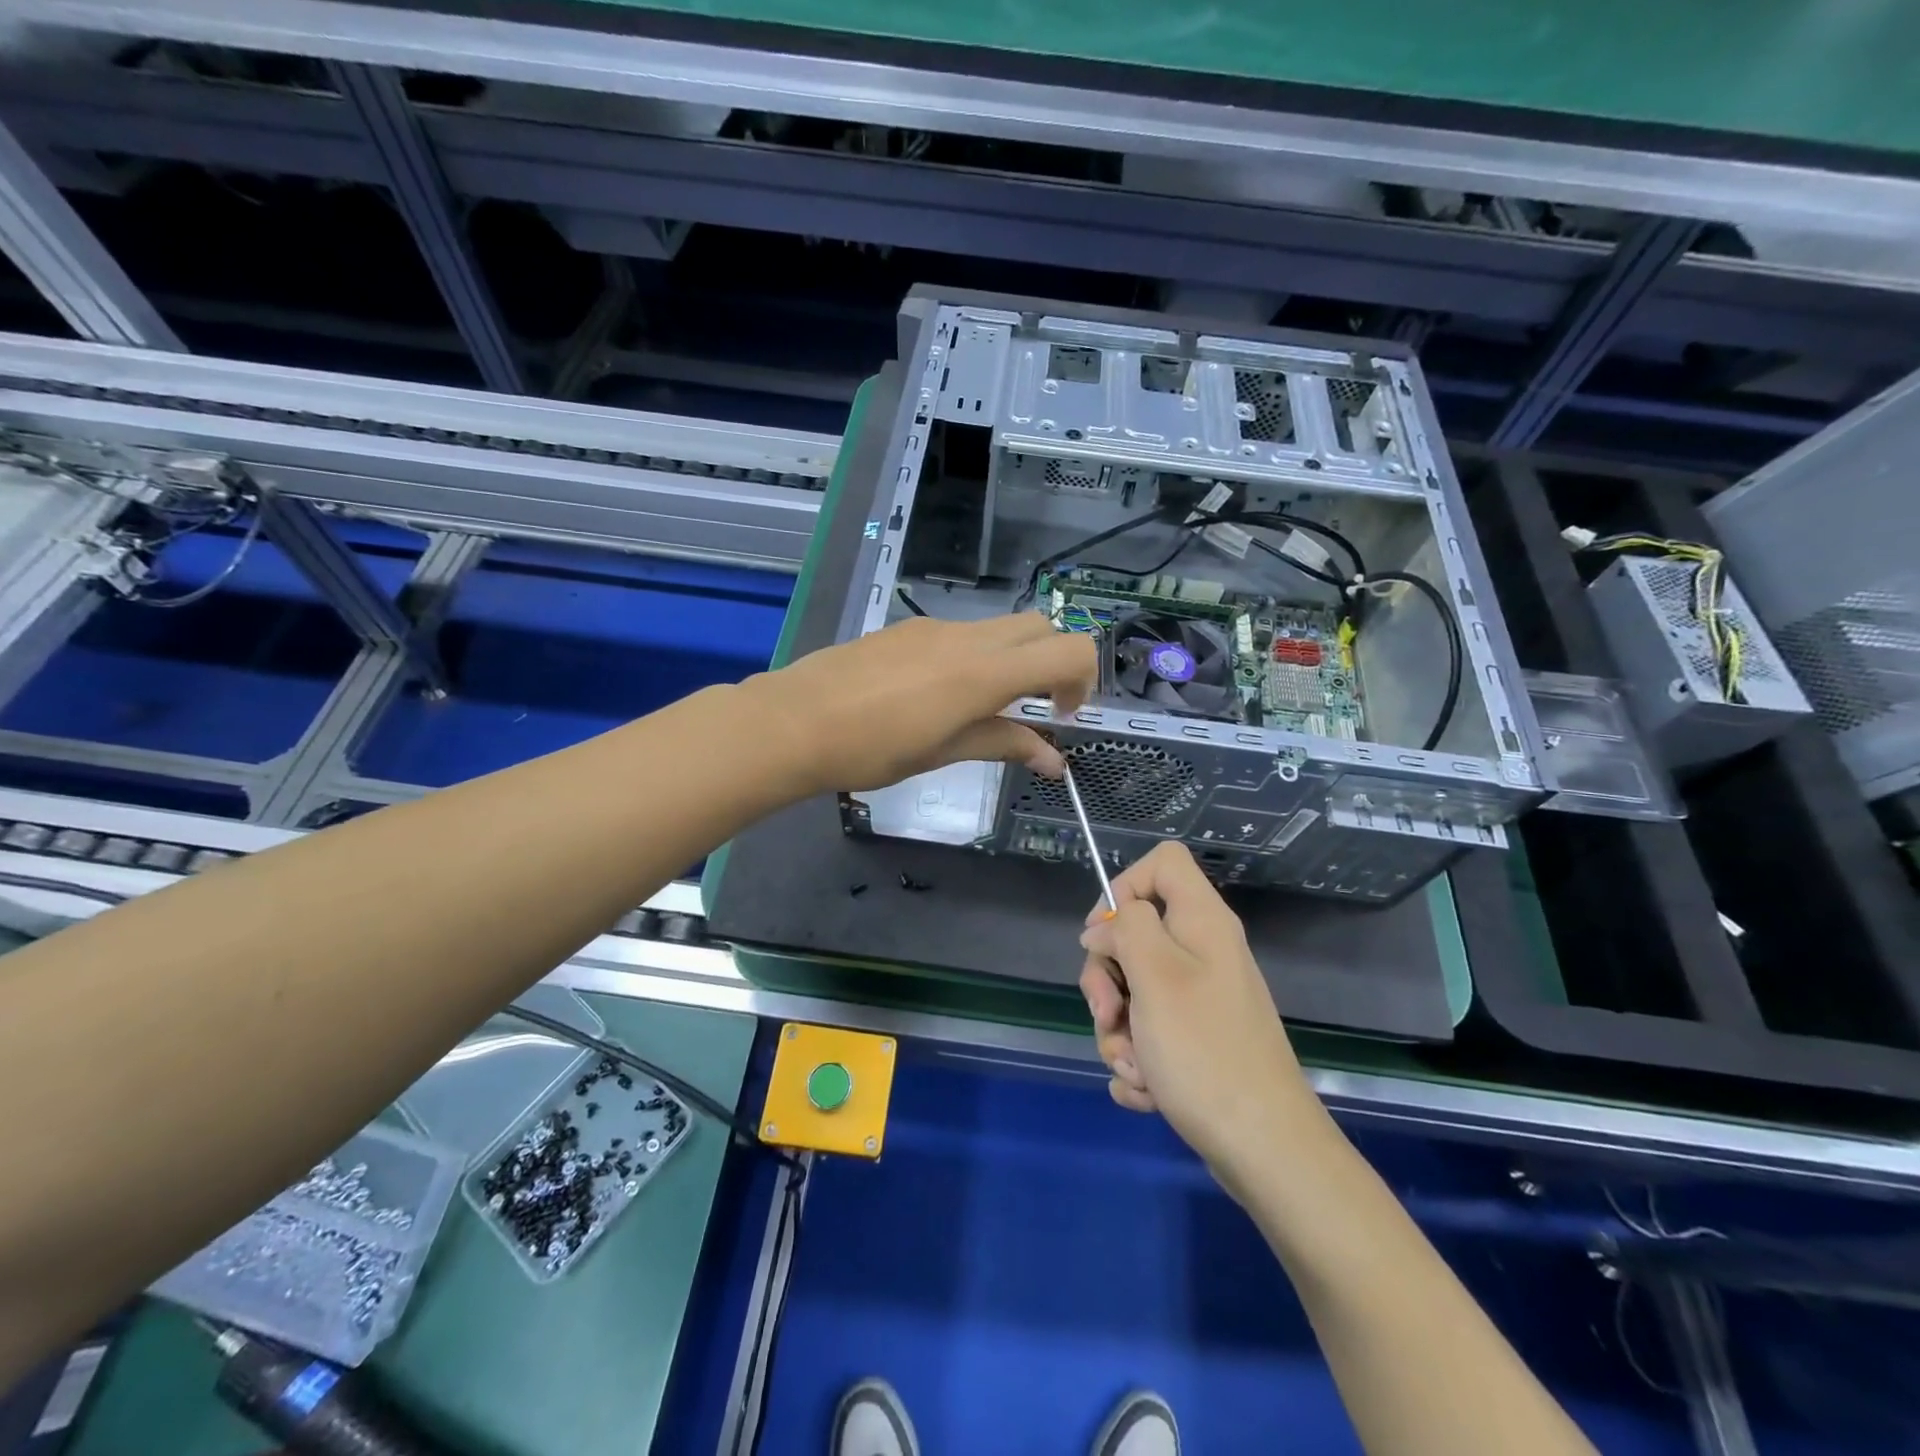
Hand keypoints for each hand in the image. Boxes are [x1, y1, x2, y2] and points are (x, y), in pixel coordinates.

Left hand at [748, 614, 1096, 795]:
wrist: (793, 721)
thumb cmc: (871, 749)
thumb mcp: (944, 752)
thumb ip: (1004, 745)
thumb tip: (1054, 760)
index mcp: (984, 672)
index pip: (1069, 650)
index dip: (1082, 681)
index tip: (1061, 716)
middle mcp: (968, 637)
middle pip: (1040, 626)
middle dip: (1053, 662)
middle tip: (1034, 708)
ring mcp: (934, 627)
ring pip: (999, 628)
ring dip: (1011, 660)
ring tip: (980, 709)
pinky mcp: (907, 628)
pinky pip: (960, 633)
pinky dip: (975, 656)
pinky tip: (937, 695)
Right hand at [1078, 842, 1321, 1191]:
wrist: (1265, 1150)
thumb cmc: (1206, 1051)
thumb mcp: (1156, 976)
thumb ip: (1125, 931)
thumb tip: (1103, 929)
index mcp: (1201, 923)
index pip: (1163, 862)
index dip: (1125, 886)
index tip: (1105, 934)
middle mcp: (1201, 954)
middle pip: (1133, 935)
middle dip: (1107, 980)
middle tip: (1110, 1015)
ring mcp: (1199, 1000)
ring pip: (1132, 991)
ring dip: (1118, 1031)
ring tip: (1136, 1069)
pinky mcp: (1195, 1043)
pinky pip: (1147, 1035)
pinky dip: (1138, 1063)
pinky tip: (1148, 1091)